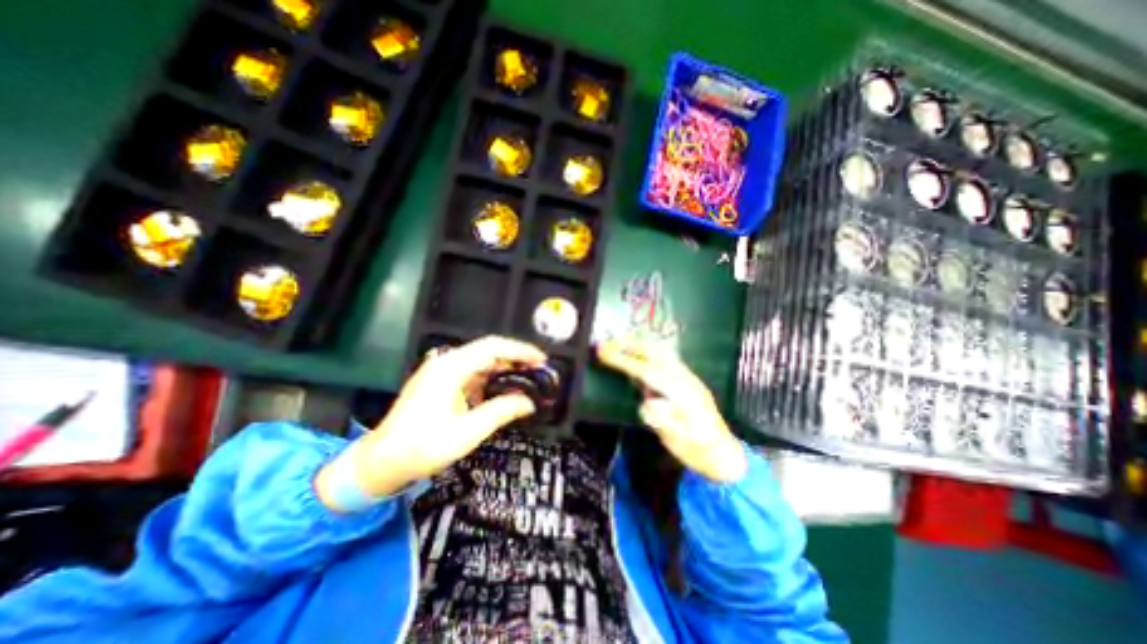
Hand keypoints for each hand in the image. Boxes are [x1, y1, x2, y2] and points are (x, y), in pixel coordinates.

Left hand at [315, 334, 543, 504]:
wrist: (380, 463)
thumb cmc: (421, 448)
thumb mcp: (467, 433)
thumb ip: (501, 412)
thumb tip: (529, 403)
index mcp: (450, 368)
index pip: (492, 347)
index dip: (520, 350)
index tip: (541, 360)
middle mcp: (446, 363)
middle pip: (488, 351)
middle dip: (516, 359)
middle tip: (540, 371)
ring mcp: (442, 372)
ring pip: (481, 362)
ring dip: (505, 369)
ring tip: (528, 379)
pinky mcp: (441, 383)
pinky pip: (472, 374)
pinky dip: (492, 379)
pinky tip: (504, 390)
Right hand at [597, 338, 748, 482]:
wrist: (723, 454)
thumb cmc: (698, 450)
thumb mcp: (679, 441)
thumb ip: (663, 420)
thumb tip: (647, 402)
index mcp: (684, 394)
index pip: (648, 372)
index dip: (625, 361)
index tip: (604, 353)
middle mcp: (686, 379)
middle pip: (657, 353)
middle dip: (630, 345)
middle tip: (607, 343)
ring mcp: (688, 377)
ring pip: (662, 352)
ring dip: (639, 345)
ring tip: (618, 342)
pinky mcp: (687, 379)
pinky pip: (665, 358)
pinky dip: (648, 351)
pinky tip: (636, 353)